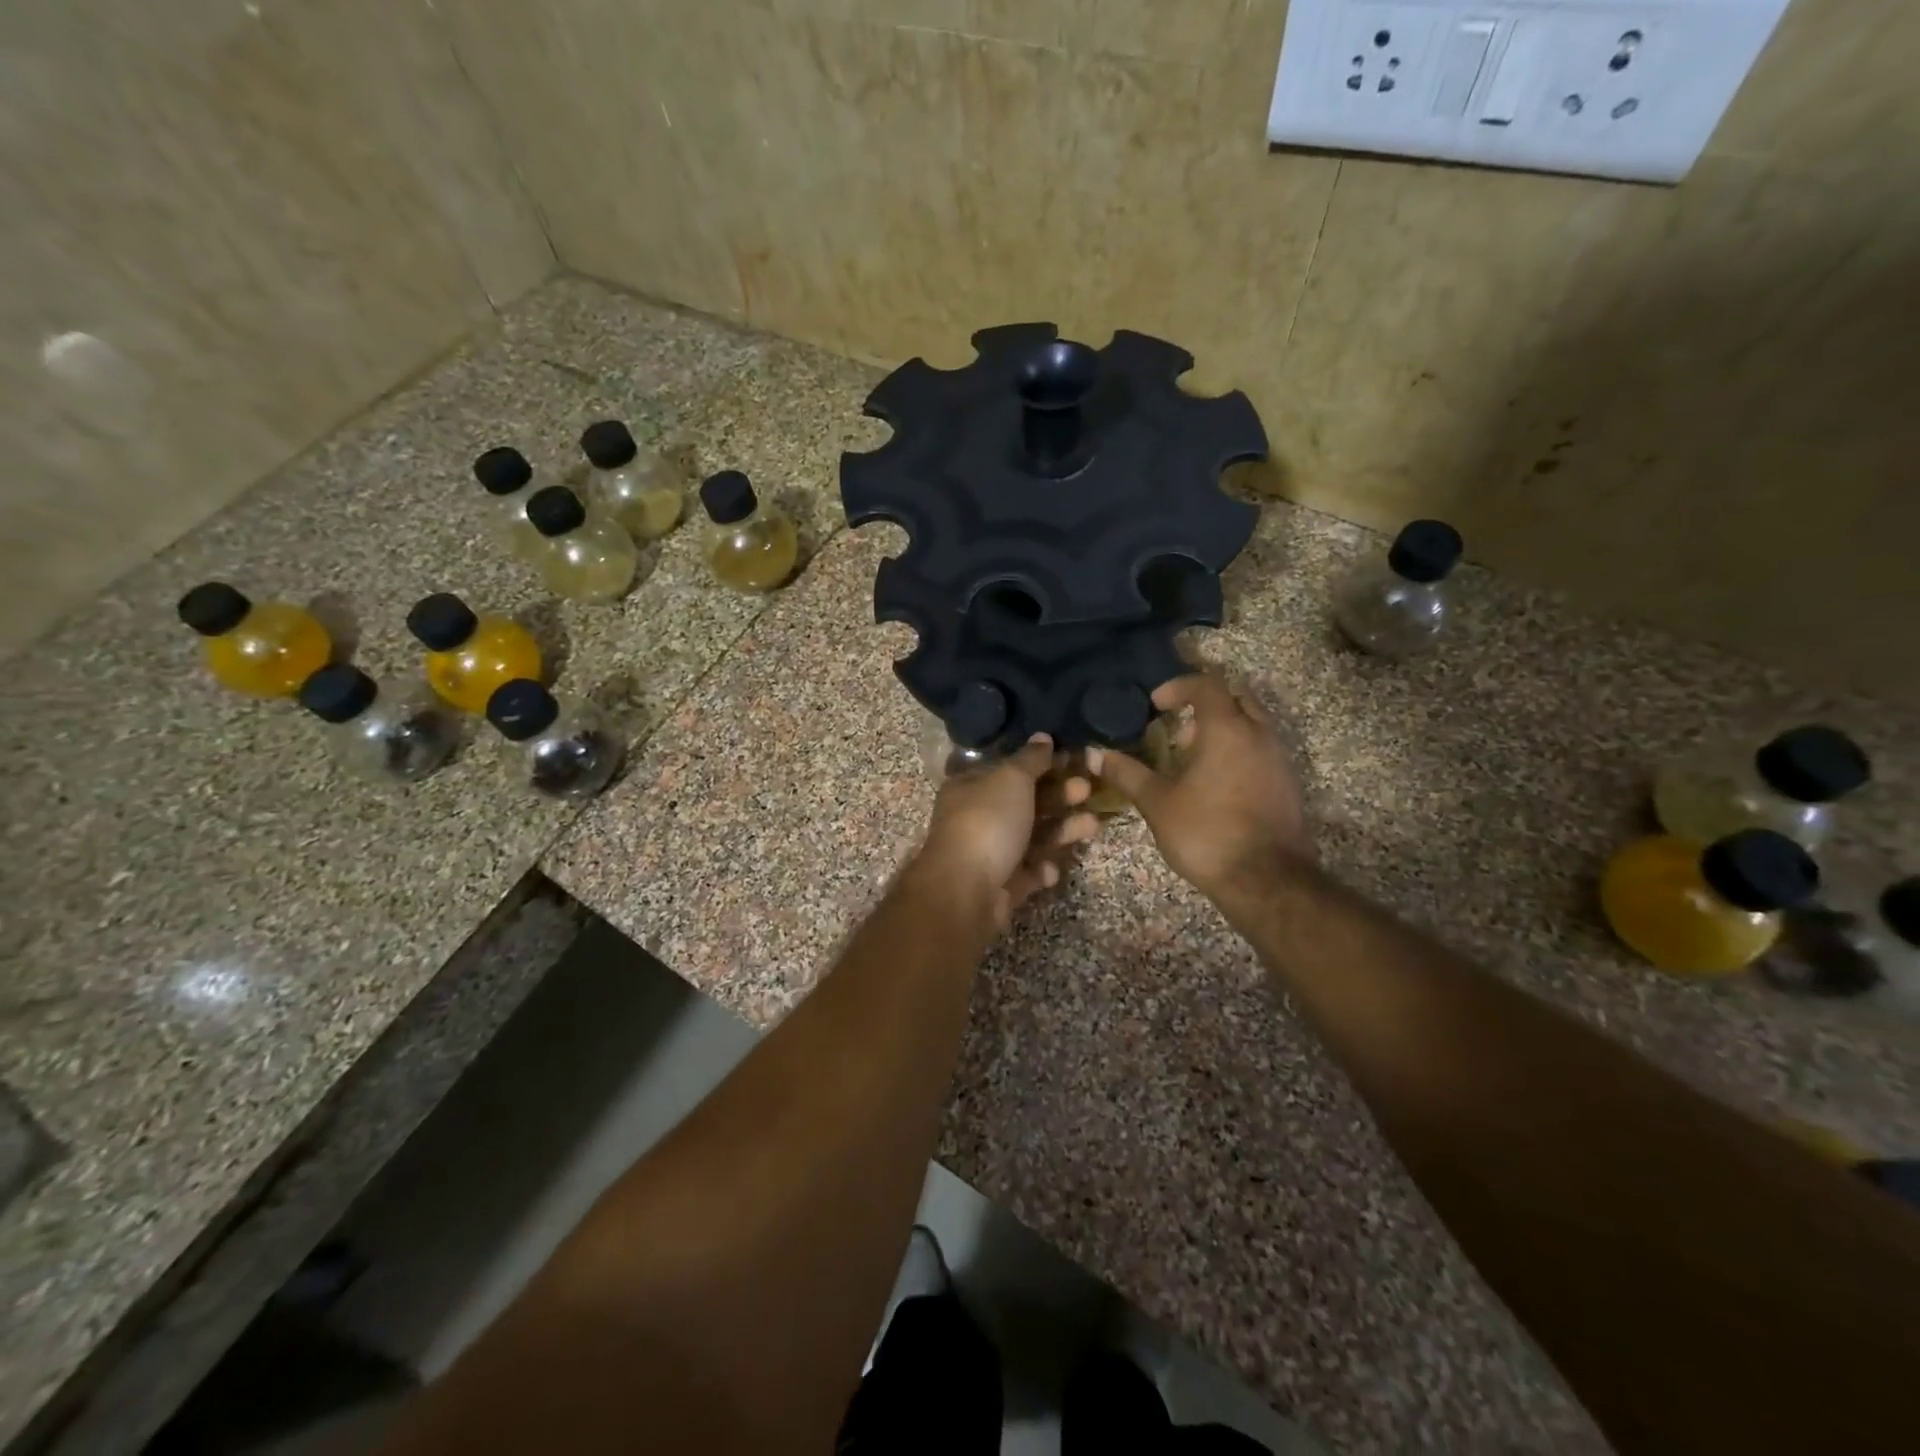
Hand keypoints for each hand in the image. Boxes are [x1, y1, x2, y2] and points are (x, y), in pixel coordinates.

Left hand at [914, 734, 1098, 930]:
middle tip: (1086, 790)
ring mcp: (987, 854)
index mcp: (970, 787)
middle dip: (1058, 796)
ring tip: (1092, 826)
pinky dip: (1041, 869)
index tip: (1073, 759)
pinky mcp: (1000, 886)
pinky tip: (1051, 869)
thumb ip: (1031, 759)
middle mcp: (976, 818)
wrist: (965, 891)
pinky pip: (1027, 872)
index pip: (1008, 770)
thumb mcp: (1011, 779)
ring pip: (1031, 838)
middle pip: (1024, 803)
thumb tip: (1043, 736)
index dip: (1040, 763)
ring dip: (1061, 831)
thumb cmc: (988, 822)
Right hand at [1086, 673, 1309, 901]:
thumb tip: (1093, 755)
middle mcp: (1259, 734)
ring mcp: (1279, 759)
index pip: (1206, 684)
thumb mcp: (1157, 803)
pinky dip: (1238, 751)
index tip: (1155, 704)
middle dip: (1205, 704)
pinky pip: (1262, 750)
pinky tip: (1215, 784)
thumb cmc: (1206, 832)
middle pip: (1236, 697)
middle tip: (1177, 727)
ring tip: (1192, 758)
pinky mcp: (1288, 784)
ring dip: (1223, 729)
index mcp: (1227, 729)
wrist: (1266, 880)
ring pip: (1252, 724)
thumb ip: (1127, 774)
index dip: (1178, 686)